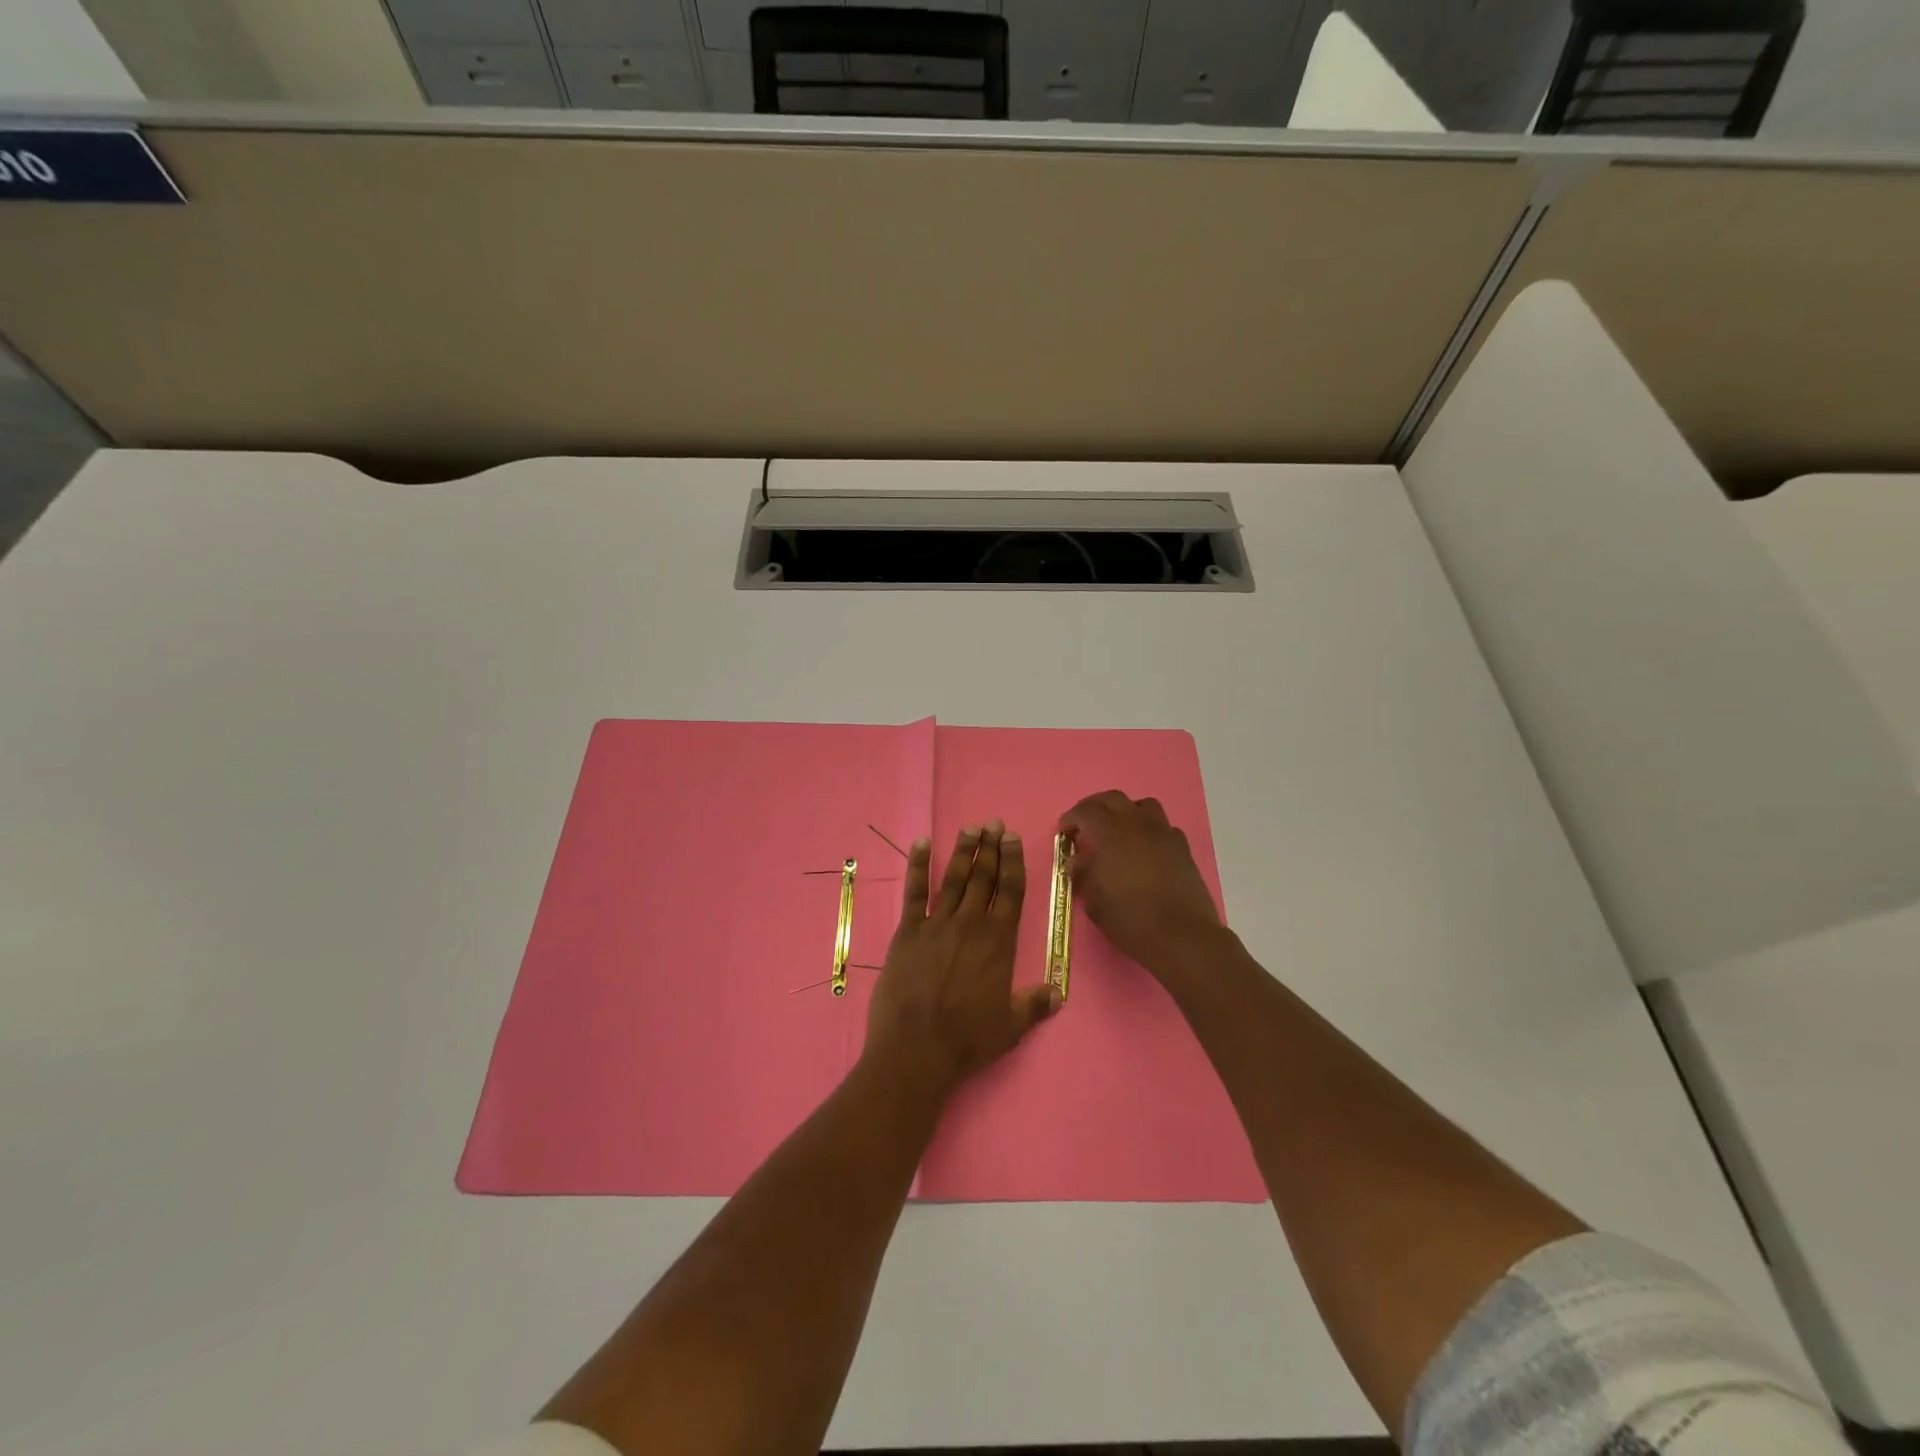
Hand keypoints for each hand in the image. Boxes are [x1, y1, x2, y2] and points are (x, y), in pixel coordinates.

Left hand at [864, 821, 1058, 1096]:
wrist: (916, 1051)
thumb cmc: (968, 1041)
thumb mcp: (1011, 1026)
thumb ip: (1034, 1004)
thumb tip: (1057, 993)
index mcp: (999, 942)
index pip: (1010, 892)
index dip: (1013, 862)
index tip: (1013, 839)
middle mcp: (970, 924)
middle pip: (983, 878)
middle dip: (990, 848)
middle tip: (994, 823)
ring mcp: (936, 925)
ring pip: (954, 879)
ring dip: (963, 851)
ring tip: (971, 828)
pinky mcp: (907, 932)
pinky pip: (914, 892)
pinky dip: (918, 866)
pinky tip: (922, 843)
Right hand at [1057, 791, 1222, 977]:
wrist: (1180, 935)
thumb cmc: (1129, 918)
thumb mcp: (1093, 900)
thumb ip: (1082, 874)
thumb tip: (1077, 862)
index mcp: (1110, 833)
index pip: (1086, 811)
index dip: (1071, 818)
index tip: (1064, 832)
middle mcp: (1137, 824)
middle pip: (1113, 799)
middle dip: (1095, 807)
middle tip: (1085, 824)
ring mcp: (1163, 833)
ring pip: (1143, 806)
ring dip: (1126, 812)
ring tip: (1118, 831)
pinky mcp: (1182, 848)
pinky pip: (1163, 827)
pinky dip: (1150, 831)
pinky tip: (1145, 849)